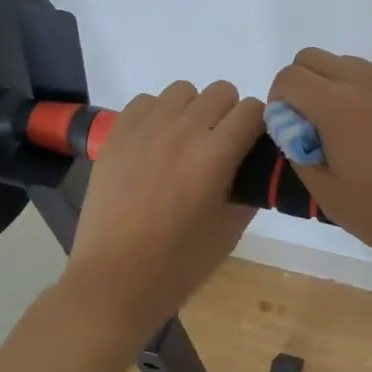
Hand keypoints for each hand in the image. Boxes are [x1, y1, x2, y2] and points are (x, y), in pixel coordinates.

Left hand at [63, 80, 261, 330]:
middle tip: (219, 148)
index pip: (253, 110)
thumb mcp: (231, 230)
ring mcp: (147, 127)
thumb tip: (256, 164)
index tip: (252, 145)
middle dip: (228, 115)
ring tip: (184, 143)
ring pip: (184, 90)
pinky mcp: (118, 132)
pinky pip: (146, 101)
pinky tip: (154, 144)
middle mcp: (183, 129)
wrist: (114, 280)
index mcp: (216, 154)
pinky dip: (157, 114)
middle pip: (221, 91)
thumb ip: (250, 187)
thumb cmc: (178, 264)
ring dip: (192, 110)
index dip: (258, 126)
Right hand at [267, 49, 371, 279]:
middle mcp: (368, 84)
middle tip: (313, 134)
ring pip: (350, 67)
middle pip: (315, 58)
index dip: (279, 103)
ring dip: (334, 91)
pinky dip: (367, 100)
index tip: (292, 136)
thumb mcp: (334, 200)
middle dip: (301, 87)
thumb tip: (294, 129)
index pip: (289, 77)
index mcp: (339, 106)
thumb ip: (302, 156)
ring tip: (351, 142)